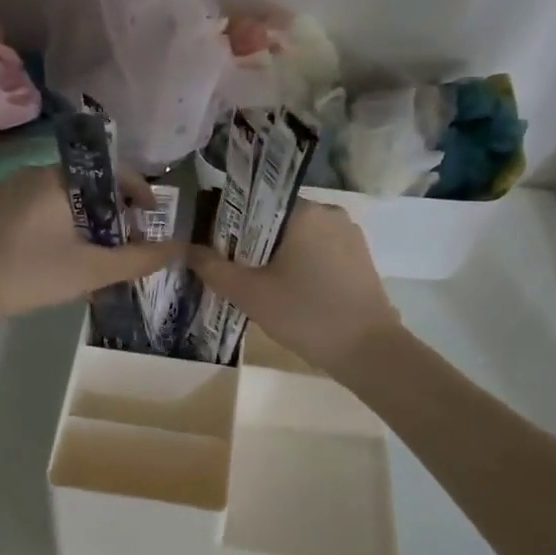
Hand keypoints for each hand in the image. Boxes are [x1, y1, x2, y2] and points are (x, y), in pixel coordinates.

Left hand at [0, 167, 177, 329]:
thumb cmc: (30, 274)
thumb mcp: (91, 270)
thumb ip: (138, 259)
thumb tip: (179, 247)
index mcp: (58, 179)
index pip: (111, 171)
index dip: (137, 189)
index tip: (150, 214)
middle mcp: (32, 172)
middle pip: (86, 182)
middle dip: (109, 207)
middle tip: (121, 237)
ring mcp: (5, 188)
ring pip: (58, 194)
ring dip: (81, 215)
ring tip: (90, 247)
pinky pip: (33, 203)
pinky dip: (53, 218)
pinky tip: (51, 250)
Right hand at [187, 201, 399, 377]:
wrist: (370, 352)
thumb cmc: (306, 314)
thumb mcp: (251, 293)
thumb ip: (213, 268)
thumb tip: (185, 249)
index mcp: (305, 211)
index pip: (256, 202)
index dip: (231, 224)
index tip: (216, 247)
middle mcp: (330, 212)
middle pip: (277, 220)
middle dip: (253, 243)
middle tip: (234, 271)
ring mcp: (350, 235)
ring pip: (299, 237)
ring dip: (278, 256)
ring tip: (260, 285)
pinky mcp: (360, 258)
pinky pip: (319, 251)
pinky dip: (301, 265)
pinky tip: (290, 292)